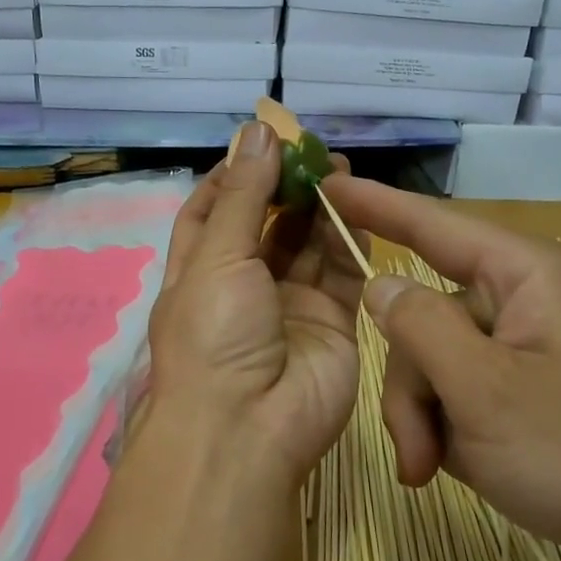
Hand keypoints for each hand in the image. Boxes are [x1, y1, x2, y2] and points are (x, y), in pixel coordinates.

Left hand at [145, 123, 365, 482]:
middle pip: (266, 225)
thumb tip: (256, 131)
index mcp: (199, 272)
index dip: (233, 176)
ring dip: (321, 208)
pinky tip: (361, 206)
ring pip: (308, 245)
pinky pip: (344, 273)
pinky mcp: (332, 323)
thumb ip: (242, 196)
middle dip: (286, 186)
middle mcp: (242, 287)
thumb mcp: (216, 257)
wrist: (248, 429)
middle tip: (314, 150)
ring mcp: (289, 306)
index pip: (211, 213)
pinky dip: (351, 240)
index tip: (260, 142)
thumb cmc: (213, 335)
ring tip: (341, 168)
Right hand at [322, 176, 560, 560]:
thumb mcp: (485, 392)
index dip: (376, 206)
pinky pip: (463, 387)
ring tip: (434, 470)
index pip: (435, 226)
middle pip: (427, 317)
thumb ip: (421, 329)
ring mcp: (528, 346)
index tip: (324, 184)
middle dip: (411, 385)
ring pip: (437, 360)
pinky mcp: (530, 386)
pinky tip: (463, 466)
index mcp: (526, 276)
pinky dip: (449, 426)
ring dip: (425, 416)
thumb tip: (380, 284)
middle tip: (415, 451)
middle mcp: (525, 299)